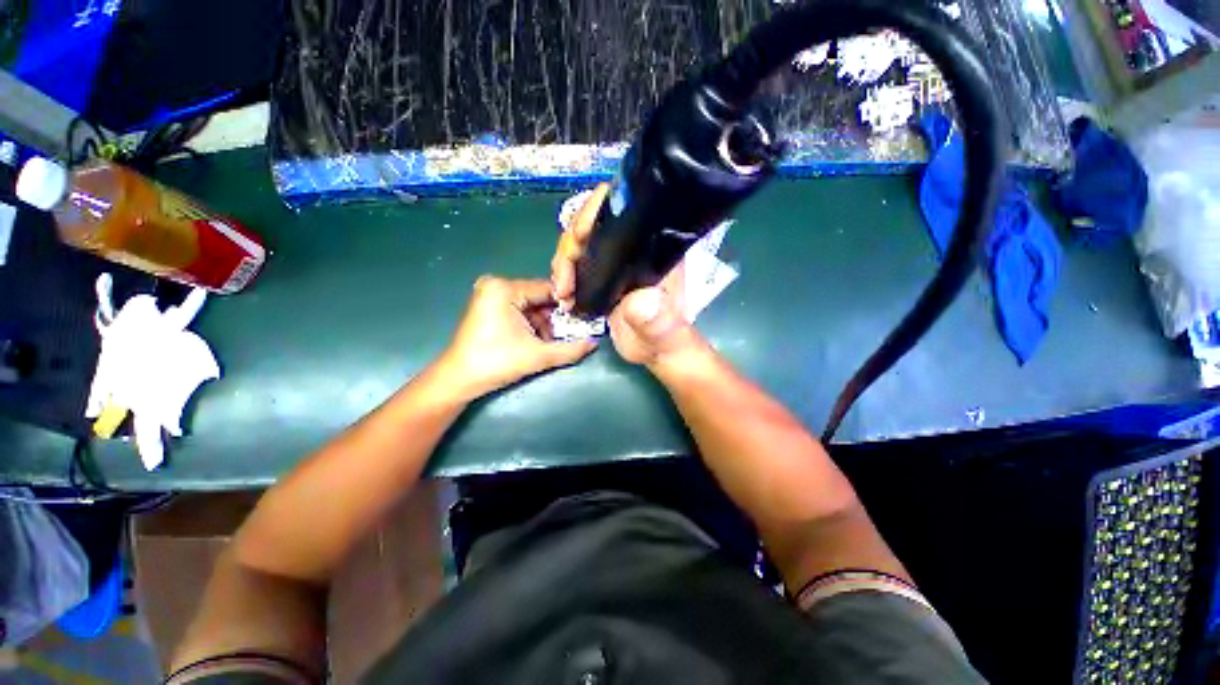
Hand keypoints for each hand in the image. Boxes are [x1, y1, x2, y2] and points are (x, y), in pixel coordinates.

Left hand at [435, 276, 596, 400]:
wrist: (459, 380)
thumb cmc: (496, 362)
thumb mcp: (538, 356)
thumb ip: (570, 349)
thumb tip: (595, 343)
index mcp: (504, 288)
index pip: (548, 289)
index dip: (567, 305)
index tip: (582, 320)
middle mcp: (496, 285)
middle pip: (539, 298)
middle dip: (555, 318)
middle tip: (570, 333)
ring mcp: (490, 295)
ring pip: (530, 306)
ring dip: (544, 324)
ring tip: (553, 342)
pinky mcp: (488, 307)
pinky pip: (519, 311)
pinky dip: (531, 325)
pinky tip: (538, 341)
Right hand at [551, 184, 702, 368]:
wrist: (655, 355)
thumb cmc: (667, 341)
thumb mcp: (664, 333)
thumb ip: (657, 320)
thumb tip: (641, 301)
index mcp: (654, 249)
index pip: (625, 209)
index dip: (597, 211)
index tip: (580, 236)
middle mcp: (633, 249)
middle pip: (593, 225)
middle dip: (571, 246)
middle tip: (564, 281)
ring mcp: (615, 263)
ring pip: (581, 244)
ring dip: (564, 263)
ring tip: (563, 293)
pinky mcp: (603, 278)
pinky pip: (578, 265)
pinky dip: (565, 276)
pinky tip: (563, 294)